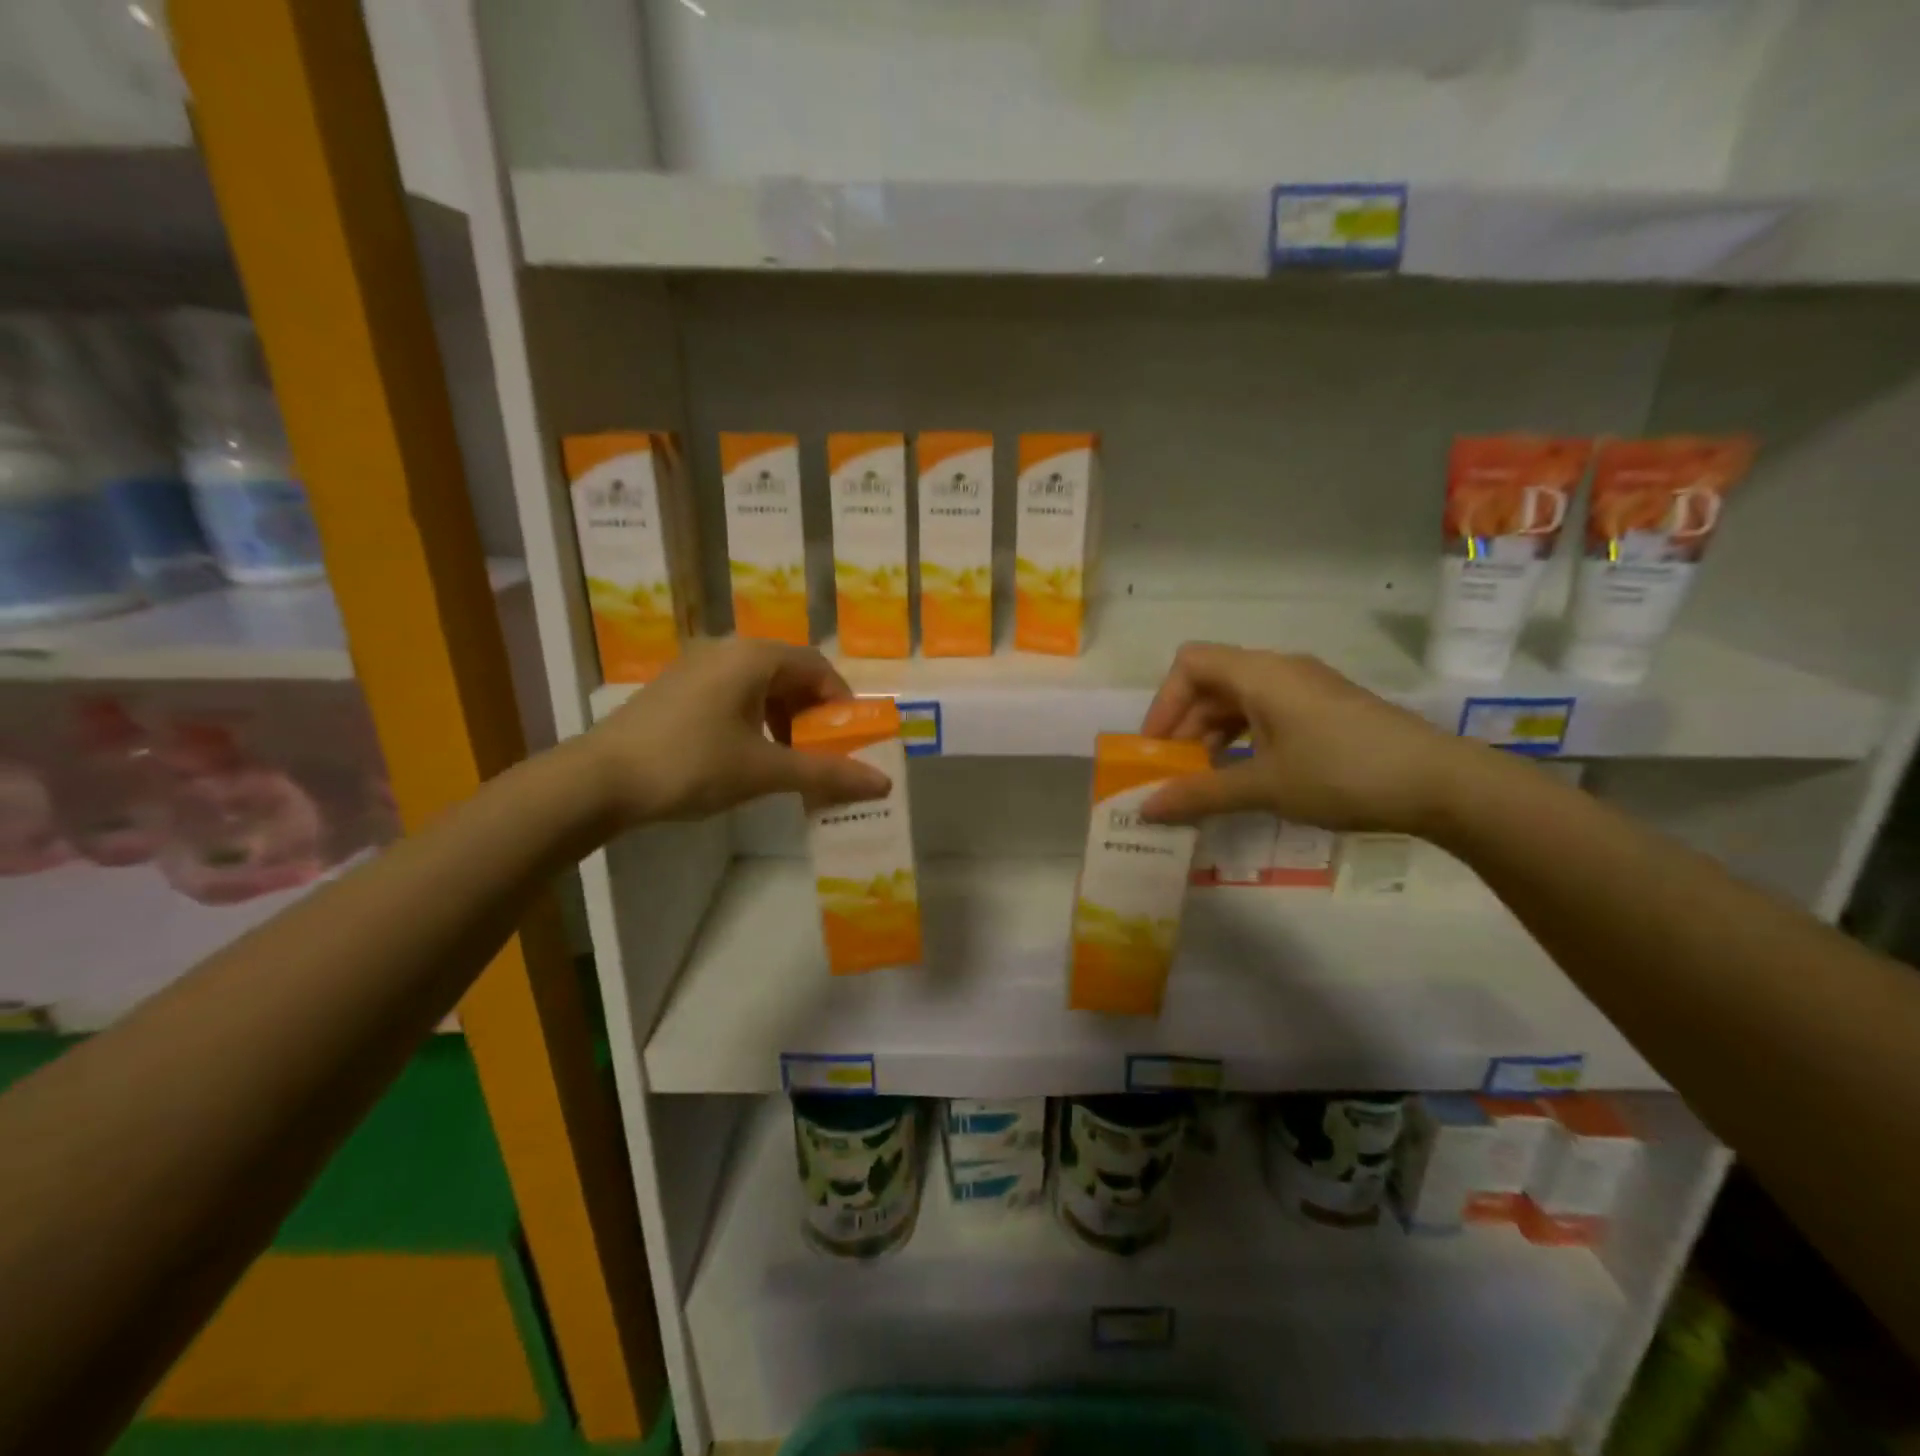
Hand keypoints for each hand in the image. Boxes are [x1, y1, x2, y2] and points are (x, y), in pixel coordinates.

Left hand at [583, 638, 890, 824]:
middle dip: (812, 713)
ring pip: (758, 685)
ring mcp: (695, 668)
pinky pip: (731, 694)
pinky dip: (753, 719)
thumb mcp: (764, 770)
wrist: (599, 780)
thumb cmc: (692, 764)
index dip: (841, 701)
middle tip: (822, 751)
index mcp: (752, 657)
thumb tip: (883, 783)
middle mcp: (725, 651)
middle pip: (788, 673)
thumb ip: (826, 773)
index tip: (849, 738)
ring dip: (783, 718)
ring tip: (788, 758)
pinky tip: (747, 754)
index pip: (816, 665)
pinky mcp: (675, 689)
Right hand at [1138, 643, 1477, 833]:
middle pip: (1212, 683)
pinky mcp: (1325, 709)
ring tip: (1205, 780)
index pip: (1190, 664)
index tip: (1156, 749)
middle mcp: (1280, 670)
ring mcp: (1307, 688)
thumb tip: (1146, 810)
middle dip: (1185, 727)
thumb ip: (1201, 794)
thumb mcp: (1266, 786)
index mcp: (1261, 674)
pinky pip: (1267, 713)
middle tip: (1174, 774)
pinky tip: (1245, 775)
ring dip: (1213, 736)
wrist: (1442, 783)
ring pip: (1240, 701)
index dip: (1163, 703)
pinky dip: (1244, 739)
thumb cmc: (1343, 773)